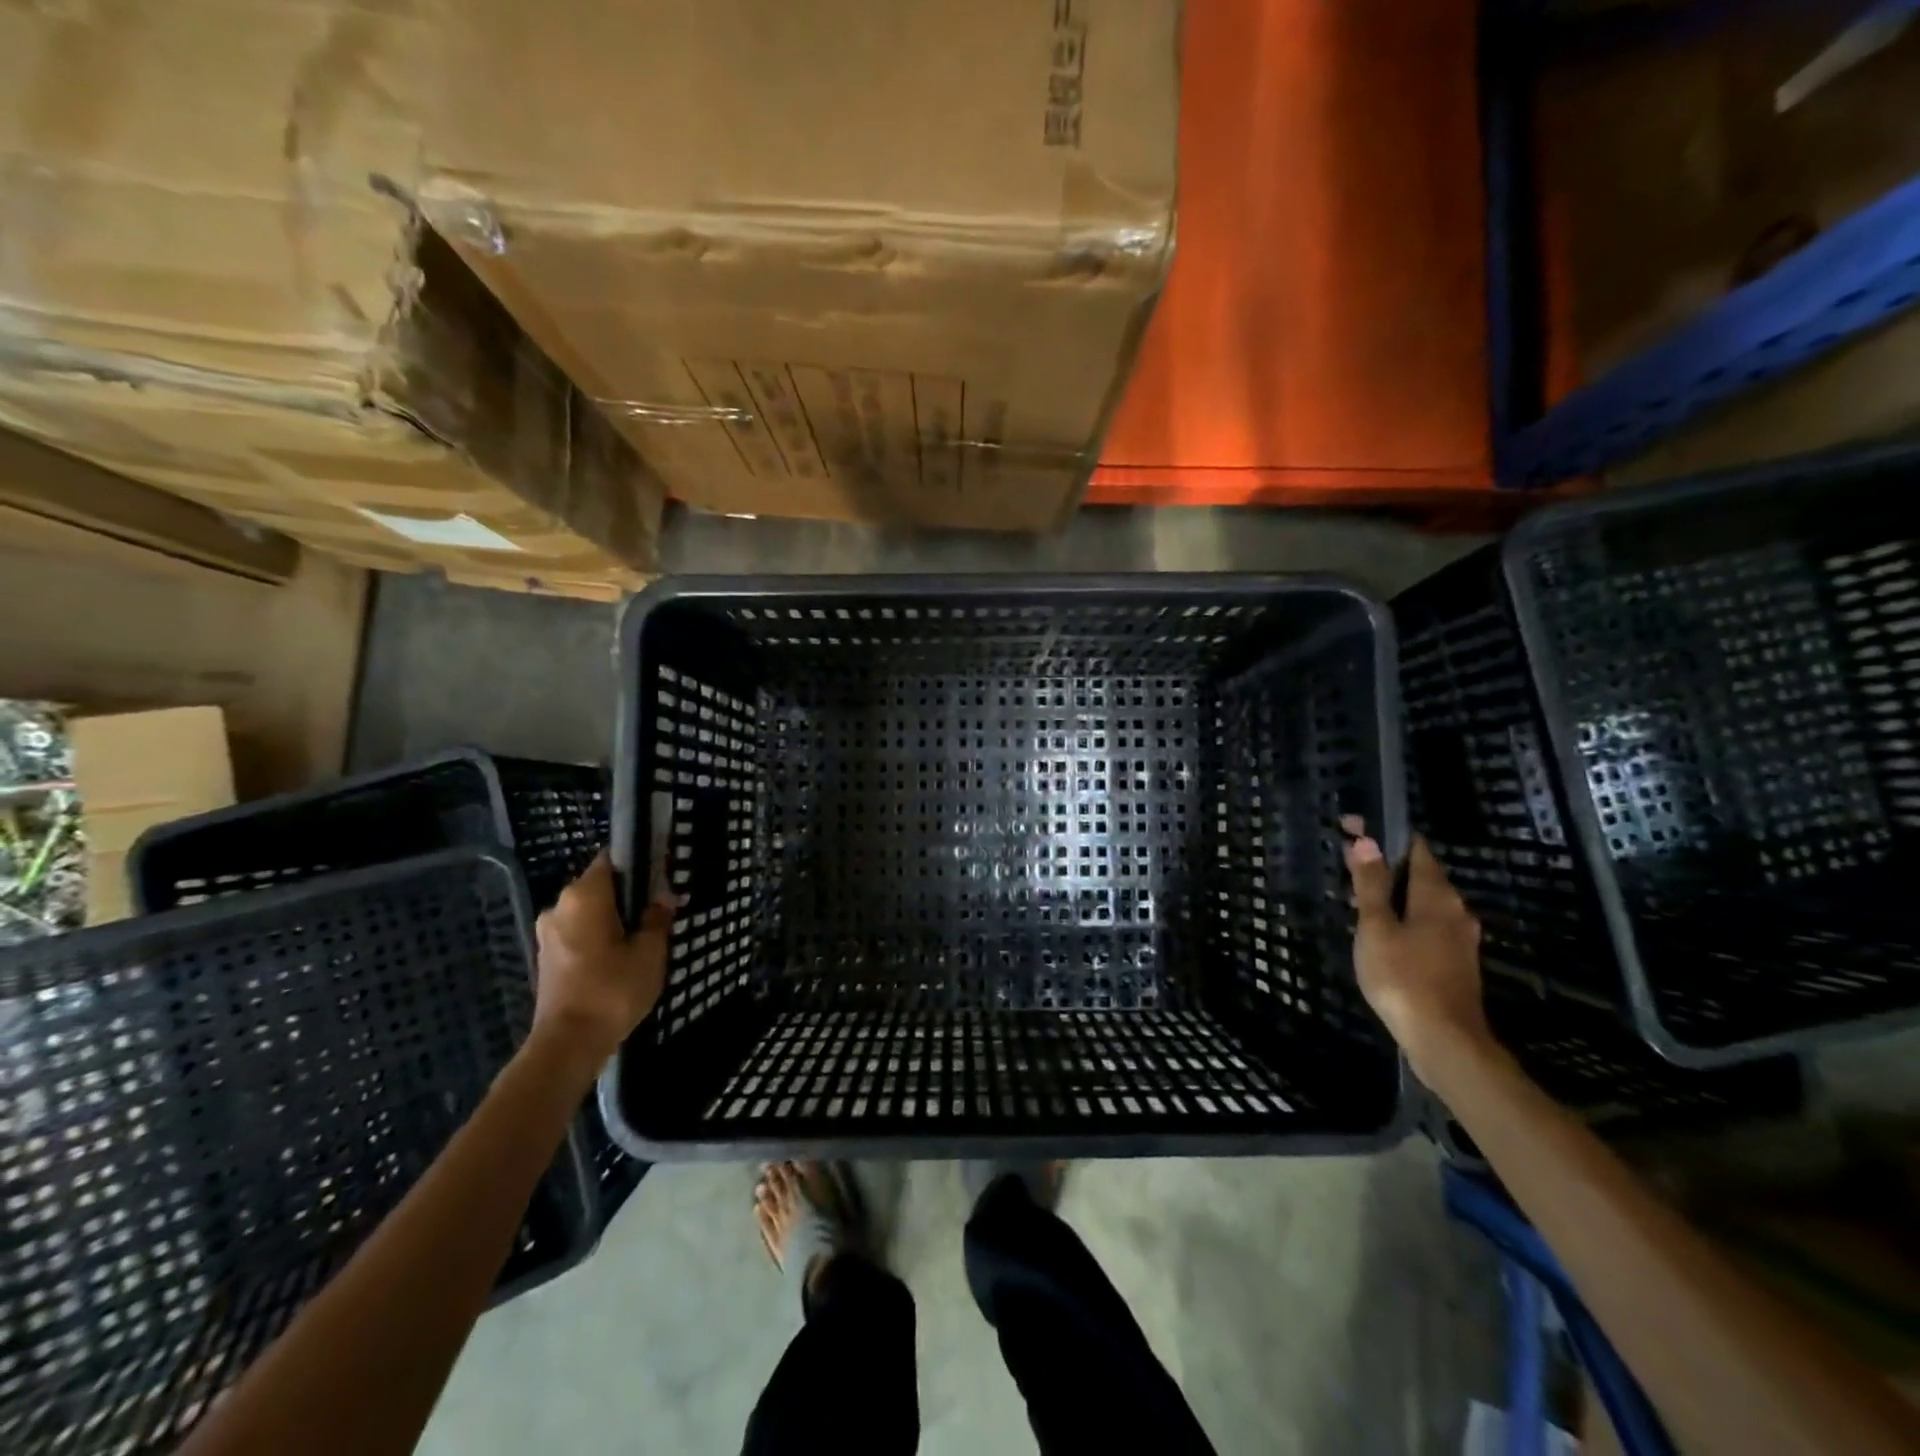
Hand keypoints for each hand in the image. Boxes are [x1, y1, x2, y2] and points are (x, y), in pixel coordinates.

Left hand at [532, 852, 674, 1065]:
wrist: (568, 1044)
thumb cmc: (613, 990)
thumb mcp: (650, 951)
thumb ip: (657, 918)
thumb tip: (664, 896)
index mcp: (584, 895)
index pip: (611, 859)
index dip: (638, 862)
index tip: (661, 874)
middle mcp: (559, 906)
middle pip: (600, 885)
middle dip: (628, 894)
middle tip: (659, 910)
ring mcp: (548, 932)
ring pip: (589, 911)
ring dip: (613, 918)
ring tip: (642, 937)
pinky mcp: (547, 956)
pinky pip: (578, 932)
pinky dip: (598, 936)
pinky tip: (620, 956)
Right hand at [1342, 818, 1490, 1076]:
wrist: (1444, 1041)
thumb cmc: (1403, 977)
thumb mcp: (1376, 927)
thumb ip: (1371, 885)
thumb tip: (1367, 841)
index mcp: (1437, 896)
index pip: (1416, 850)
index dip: (1388, 836)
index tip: (1358, 830)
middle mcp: (1455, 911)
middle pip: (1421, 876)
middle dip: (1388, 868)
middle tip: (1350, 869)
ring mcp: (1459, 939)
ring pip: (1423, 904)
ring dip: (1394, 897)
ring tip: (1358, 902)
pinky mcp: (1455, 963)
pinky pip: (1426, 927)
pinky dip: (1404, 921)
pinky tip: (1381, 934)